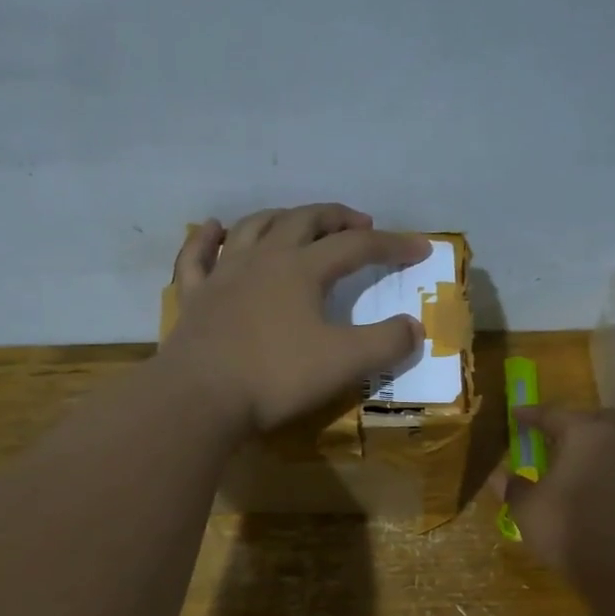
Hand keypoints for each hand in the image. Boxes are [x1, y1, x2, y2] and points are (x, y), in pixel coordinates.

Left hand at [158, 204, 430, 433]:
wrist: (200, 397)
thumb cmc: (276, 377)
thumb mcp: (344, 363)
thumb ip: (386, 343)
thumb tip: (414, 327)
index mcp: (302, 269)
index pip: (356, 246)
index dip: (392, 245)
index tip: (420, 249)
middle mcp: (263, 259)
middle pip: (304, 221)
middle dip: (336, 218)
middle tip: (358, 223)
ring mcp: (223, 274)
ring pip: (253, 228)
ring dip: (281, 217)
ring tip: (297, 220)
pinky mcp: (194, 298)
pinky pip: (197, 256)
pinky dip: (207, 238)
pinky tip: (215, 228)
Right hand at [491, 406, 614, 588]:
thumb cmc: (570, 525)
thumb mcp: (528, 508)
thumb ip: (513, 488)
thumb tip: (498, 476)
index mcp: (585, 432)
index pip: (552, 414)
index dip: (529, 415)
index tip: (513, 414)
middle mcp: (614, 440)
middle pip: (593, 421)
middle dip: (570, 425)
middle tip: (547, 435)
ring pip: (607, 445)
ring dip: (585, 450)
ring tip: (560, 465)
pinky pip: (614, 468)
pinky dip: (596, 470)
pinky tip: (579, 488)